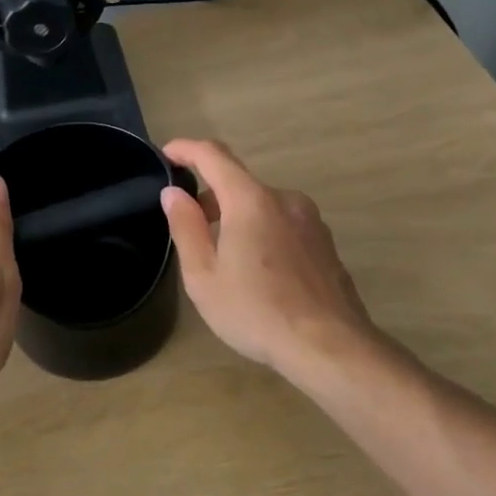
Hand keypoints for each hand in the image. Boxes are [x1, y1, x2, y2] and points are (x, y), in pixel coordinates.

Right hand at [160, 139, 380, 378]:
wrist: (329, 346)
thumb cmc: (256, 311)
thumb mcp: (204, 275)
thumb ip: (186, 227)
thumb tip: (174, 193)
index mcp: (251, 200)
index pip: (213, 156)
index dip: (186, 149)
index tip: (167, 154)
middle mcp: (284, 199)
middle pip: (239, 182)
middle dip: (210, 196)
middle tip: (190, 228)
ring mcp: (310, 220)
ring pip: (263, 205)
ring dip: (237, 217)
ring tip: (224, 258)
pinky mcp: (325, 243)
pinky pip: (283, 224)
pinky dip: (262, 232)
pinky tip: (258, 273)